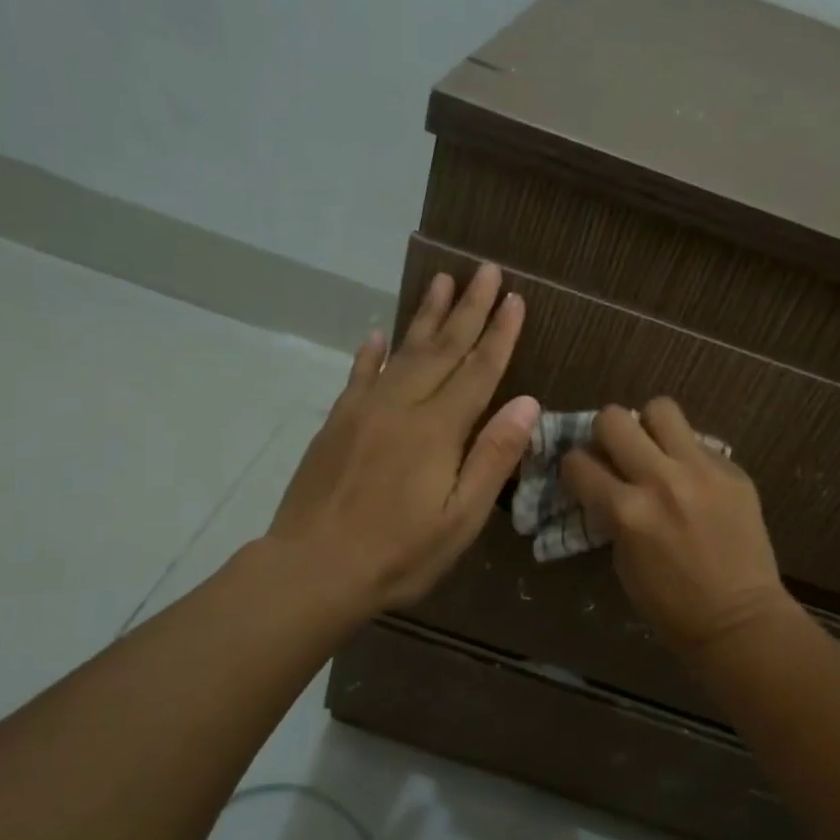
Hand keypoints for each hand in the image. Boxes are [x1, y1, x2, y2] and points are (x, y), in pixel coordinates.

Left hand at [267, 264, 538, 614]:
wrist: (311, 569)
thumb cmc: (398, 554)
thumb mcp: (460, 518)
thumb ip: (493, 457)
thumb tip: (527, 403)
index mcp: (437, 430)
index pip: (478, 370)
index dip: (499, 334)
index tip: (515, 298)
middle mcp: (402, 407)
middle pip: (443, 349)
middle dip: (469, 308)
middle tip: (485, 270)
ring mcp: (364, 410)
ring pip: (403, 352)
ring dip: (426, 316)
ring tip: (443, 281)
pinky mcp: (337, 423)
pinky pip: (359, 375)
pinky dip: (372, 353)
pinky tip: (379, 334)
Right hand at [560, 399, 796, 658]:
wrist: (739, 620)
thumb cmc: (671, 605)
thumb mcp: (623, 560)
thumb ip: (611, 513)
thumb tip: (605, 482)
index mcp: (626, 511)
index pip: (578, 462)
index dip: (574, 467)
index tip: (582, 475)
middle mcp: (660, 480)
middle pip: (614, 418)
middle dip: (606, 433)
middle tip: (617, 454)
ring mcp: (701, 471)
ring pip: (661, 409)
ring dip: (650, 427)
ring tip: (656, 450)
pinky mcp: (733, 471)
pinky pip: (699, 442)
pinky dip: (687, 455)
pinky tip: (694, 481)